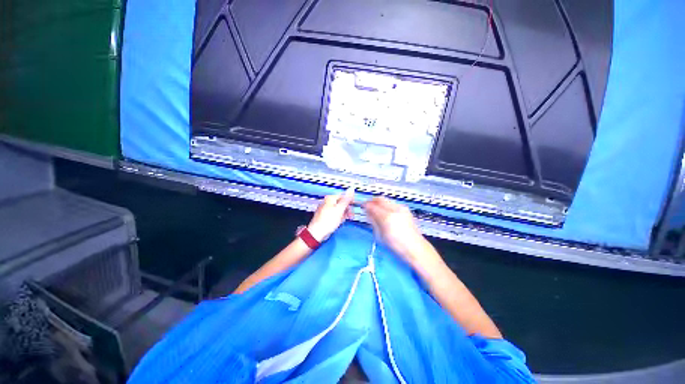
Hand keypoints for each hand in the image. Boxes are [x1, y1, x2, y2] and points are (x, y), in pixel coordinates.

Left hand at [307, 188, 354, 240]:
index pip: (343, 196)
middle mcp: (327, 202)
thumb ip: (346, 199)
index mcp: (330, 198)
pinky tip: (339, 222)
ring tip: (344, 220)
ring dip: (343, 214)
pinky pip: (334, 215)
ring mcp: (325, 209)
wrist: (317, 232)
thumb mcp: (340, 209)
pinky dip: (338, 218)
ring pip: (338, 209)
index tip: (355, 206)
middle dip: (347, 209)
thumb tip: (352, 188)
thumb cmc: (328, 220)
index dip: (350, 201)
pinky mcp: (325, 216)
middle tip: (351, 216)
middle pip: (341, 203)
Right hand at [363, 197, 431, 266]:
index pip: (372, 206)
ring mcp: (401, 208)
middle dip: (372, 201)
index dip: (365, 205)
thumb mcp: (379, 235)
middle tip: (367, 206)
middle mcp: (395, 209)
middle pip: (379, 199)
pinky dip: (386, 205)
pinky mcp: (406, 209)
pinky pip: (392, 204)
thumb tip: (367, 212)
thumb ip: (373, 221)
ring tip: (376, 210)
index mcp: (387, 217)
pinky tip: (385, 213)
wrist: (415, 248)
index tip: (362, 206)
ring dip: (379, 203)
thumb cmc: (396, 245)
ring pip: (386, 200)